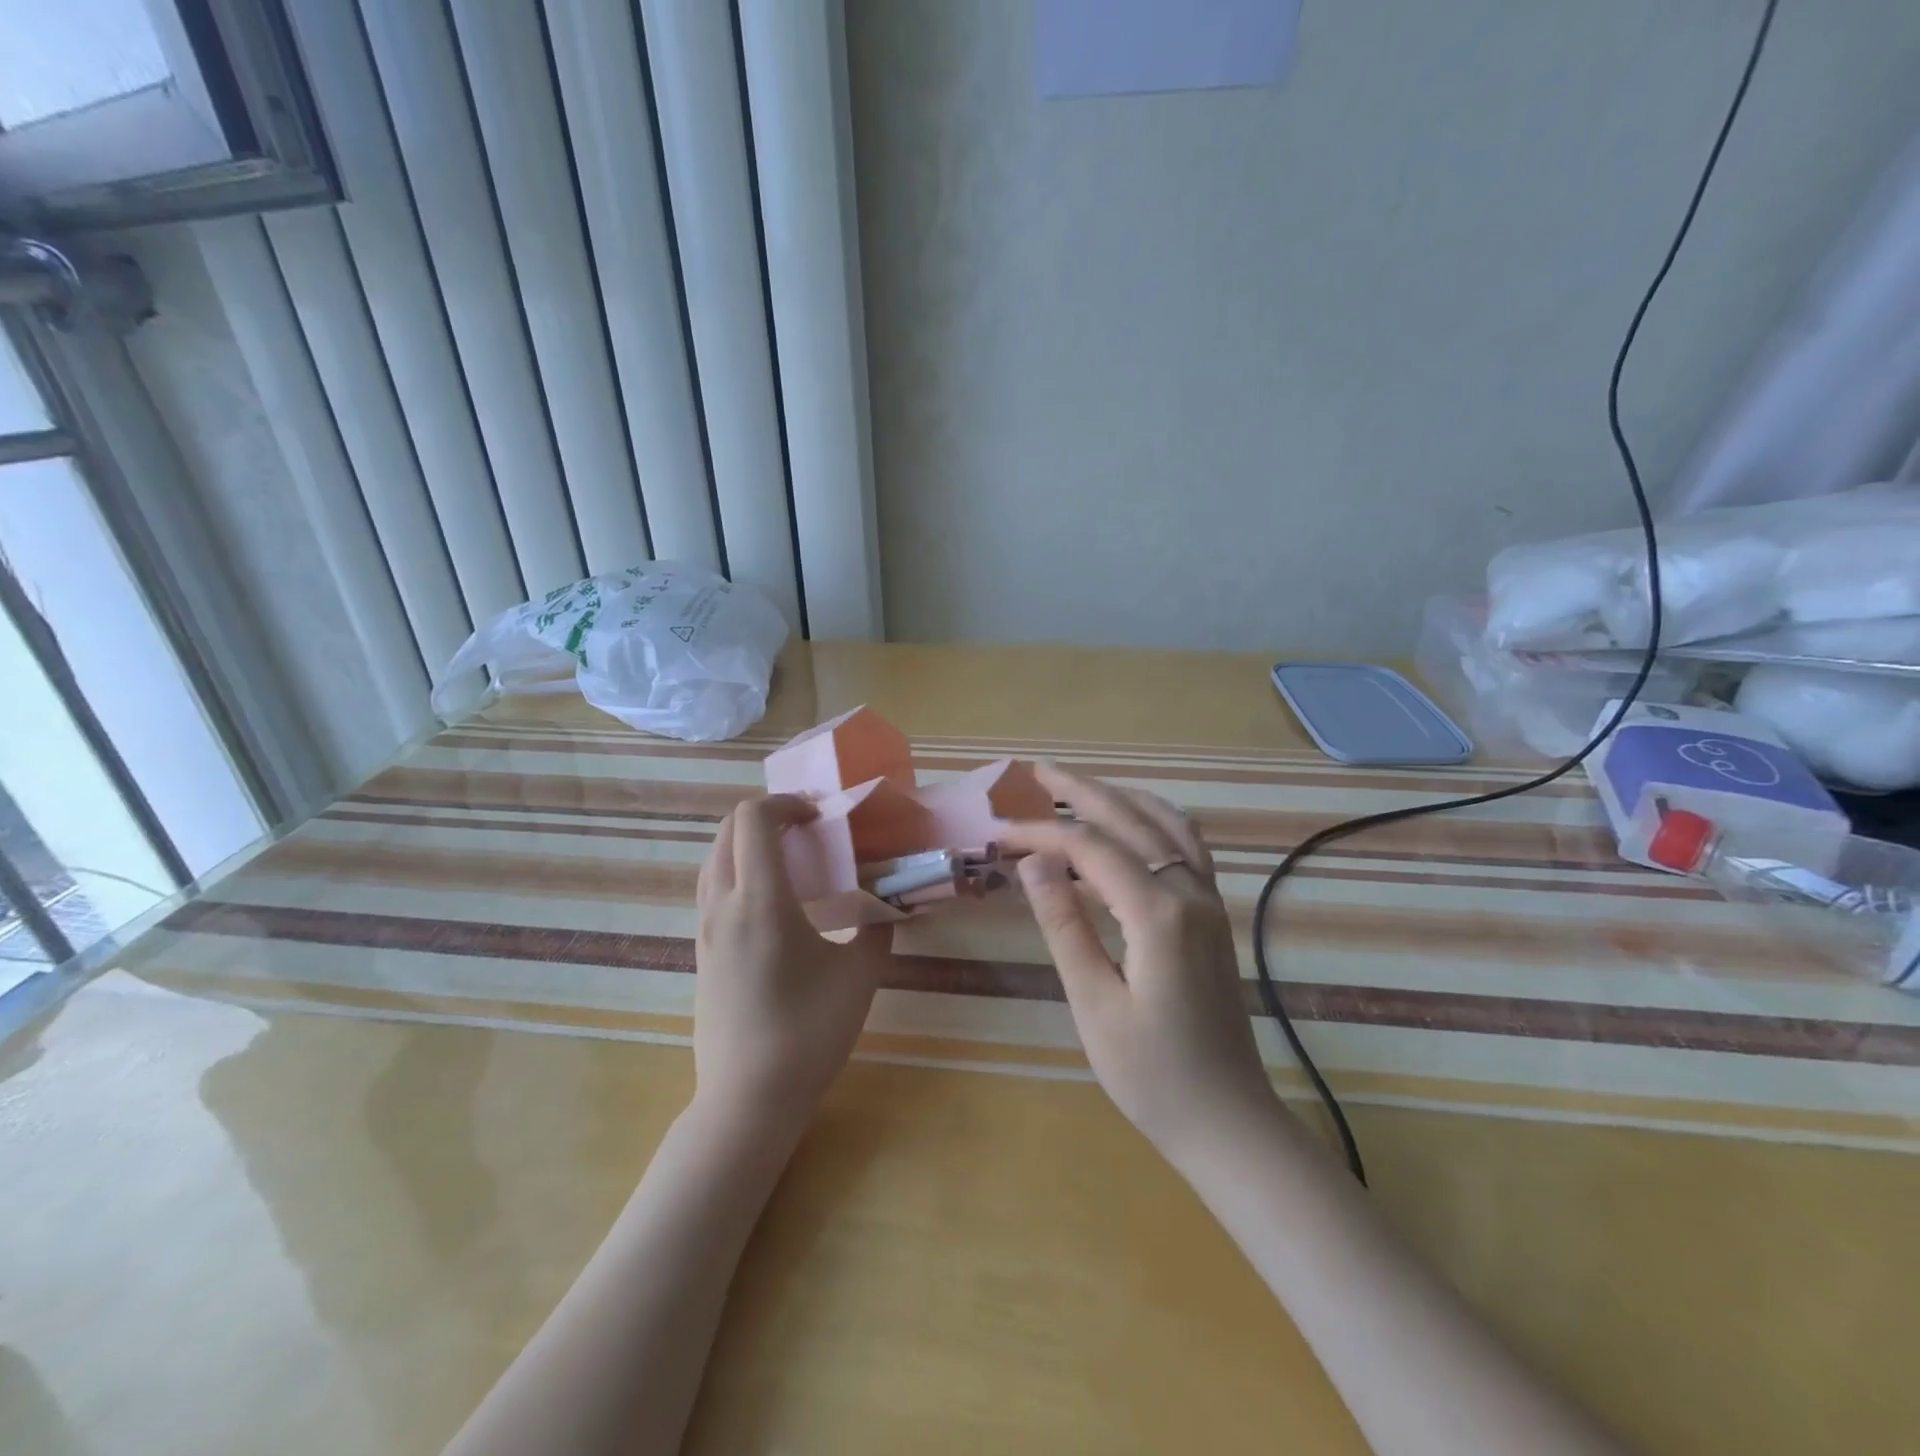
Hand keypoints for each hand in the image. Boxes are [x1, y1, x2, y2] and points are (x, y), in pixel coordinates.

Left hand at [693, 795, 888, 1131]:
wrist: (749, 1099)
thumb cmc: (808, 1033)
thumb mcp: (860, 976)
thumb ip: (878, 929)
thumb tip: (887, 906)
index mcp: (760, 901)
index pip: (754, 819)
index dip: (786, 803)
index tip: (819, 816)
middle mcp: (723, 905)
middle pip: (728, 830)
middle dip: (767, 815)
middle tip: (808, 828)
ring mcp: (705, 930)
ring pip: (714, 858)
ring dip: (748, 842)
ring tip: (790, 858)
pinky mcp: (702, 952)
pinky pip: (712, 888)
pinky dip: (737, 869)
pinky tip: (772, 900)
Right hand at [999, 765, 1278, 1158]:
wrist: (1227, 1120)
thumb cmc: (1150, 1074)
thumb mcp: (1093, 1002)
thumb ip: (1064, 924)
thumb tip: (1033, 862)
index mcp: (1158, 913)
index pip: (1089, 849)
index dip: (1041, 834)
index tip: (998, 833)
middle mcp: (1190, 892)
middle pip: (1131, 819)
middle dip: (1082, 792)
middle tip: (1038, 772)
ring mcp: (1209, 901)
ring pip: (1166, 824)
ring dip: (1121, 799)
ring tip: (1078, 789)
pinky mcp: (1213, 915)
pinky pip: (1186, 846)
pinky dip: (1153, 820)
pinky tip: (1131, 824)